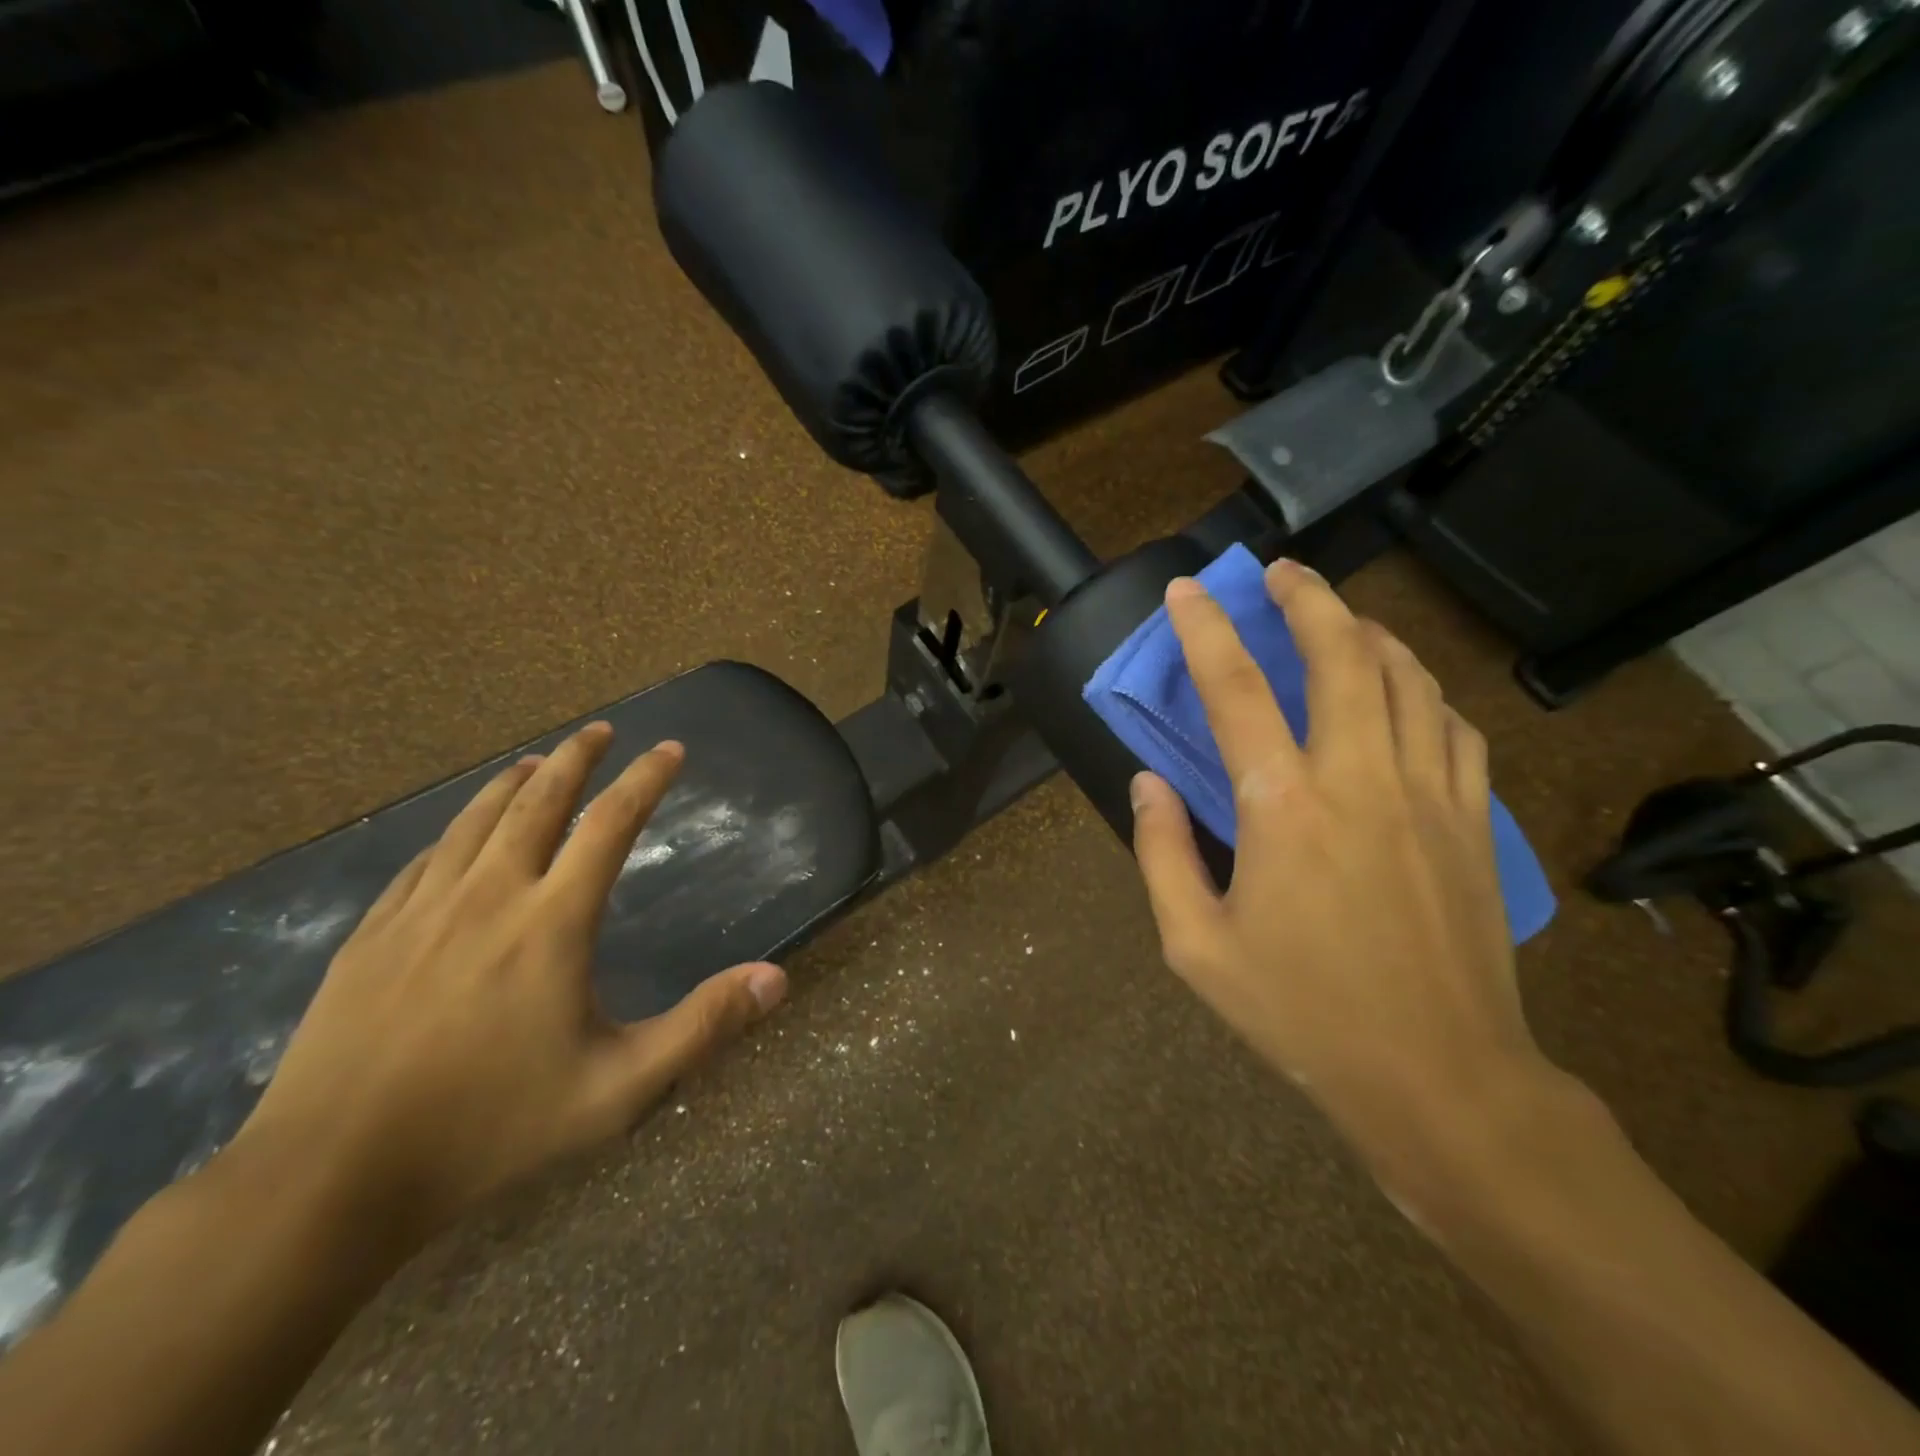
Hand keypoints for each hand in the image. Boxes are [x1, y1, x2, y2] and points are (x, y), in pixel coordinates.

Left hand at [228, 725, 787, 1242]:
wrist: (328, 1180)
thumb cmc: (492, 1128)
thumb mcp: (619, 1089)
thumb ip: (703, 1027)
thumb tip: (778, 978)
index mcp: (551, 922)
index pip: (610, 824)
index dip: (645, 779)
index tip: (669, 749)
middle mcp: (488, 896)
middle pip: (538, 801)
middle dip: (576, 757)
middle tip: (601, 730)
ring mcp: (421, 912)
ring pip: (475, 820)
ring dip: (514, 782)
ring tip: (537, 761)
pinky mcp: (371, 936)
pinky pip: (423, 860)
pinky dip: (455, 829)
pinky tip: (459, 834)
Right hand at [1130, 562, 1549, 1179]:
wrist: (1438, 1077)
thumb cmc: (1301, 1013)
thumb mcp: (1194, 946)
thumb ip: (1161, 853)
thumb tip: (1147, 782)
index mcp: (1282, 807)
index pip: (1235, 689)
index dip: (1206, 629)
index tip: (1188, 589)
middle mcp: (1359, 778)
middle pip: (1342, 654)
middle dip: (1309, 598)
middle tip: (1282, 571)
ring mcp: (1428, 794)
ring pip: (1408, 677)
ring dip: (1369, 631)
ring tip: (1340, 615)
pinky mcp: (1472, 820)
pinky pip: (1453, 726)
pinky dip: (1422, 689)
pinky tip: (1404, 689)